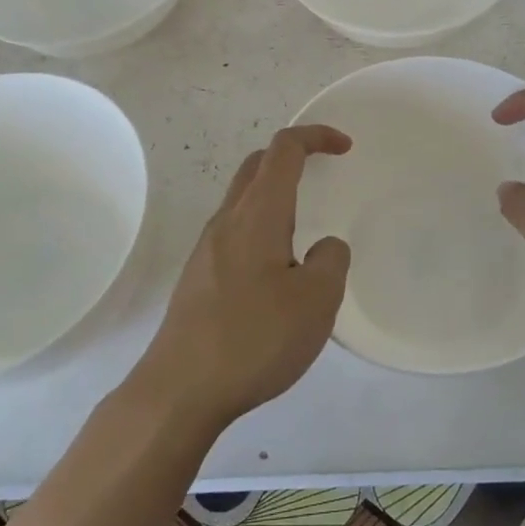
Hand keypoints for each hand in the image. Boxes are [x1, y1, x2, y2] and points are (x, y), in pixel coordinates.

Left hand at [142, 126, 353, 429]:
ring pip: (243, 199)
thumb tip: (324, 246)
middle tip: (324, 173)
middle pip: (257, 166)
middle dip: (292, 156)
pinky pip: (235, 231)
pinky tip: (276, 268)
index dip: (316, 136)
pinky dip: (261, 225)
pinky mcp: (199, 277)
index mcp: (258, 214)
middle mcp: (227, 221)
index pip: (284, 150)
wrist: (180, 388)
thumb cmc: (254, 338)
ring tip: (305, 225)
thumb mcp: (316, 301)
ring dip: (275, 193)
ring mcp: (207, 249)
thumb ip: (331, 261)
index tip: (345, 147)